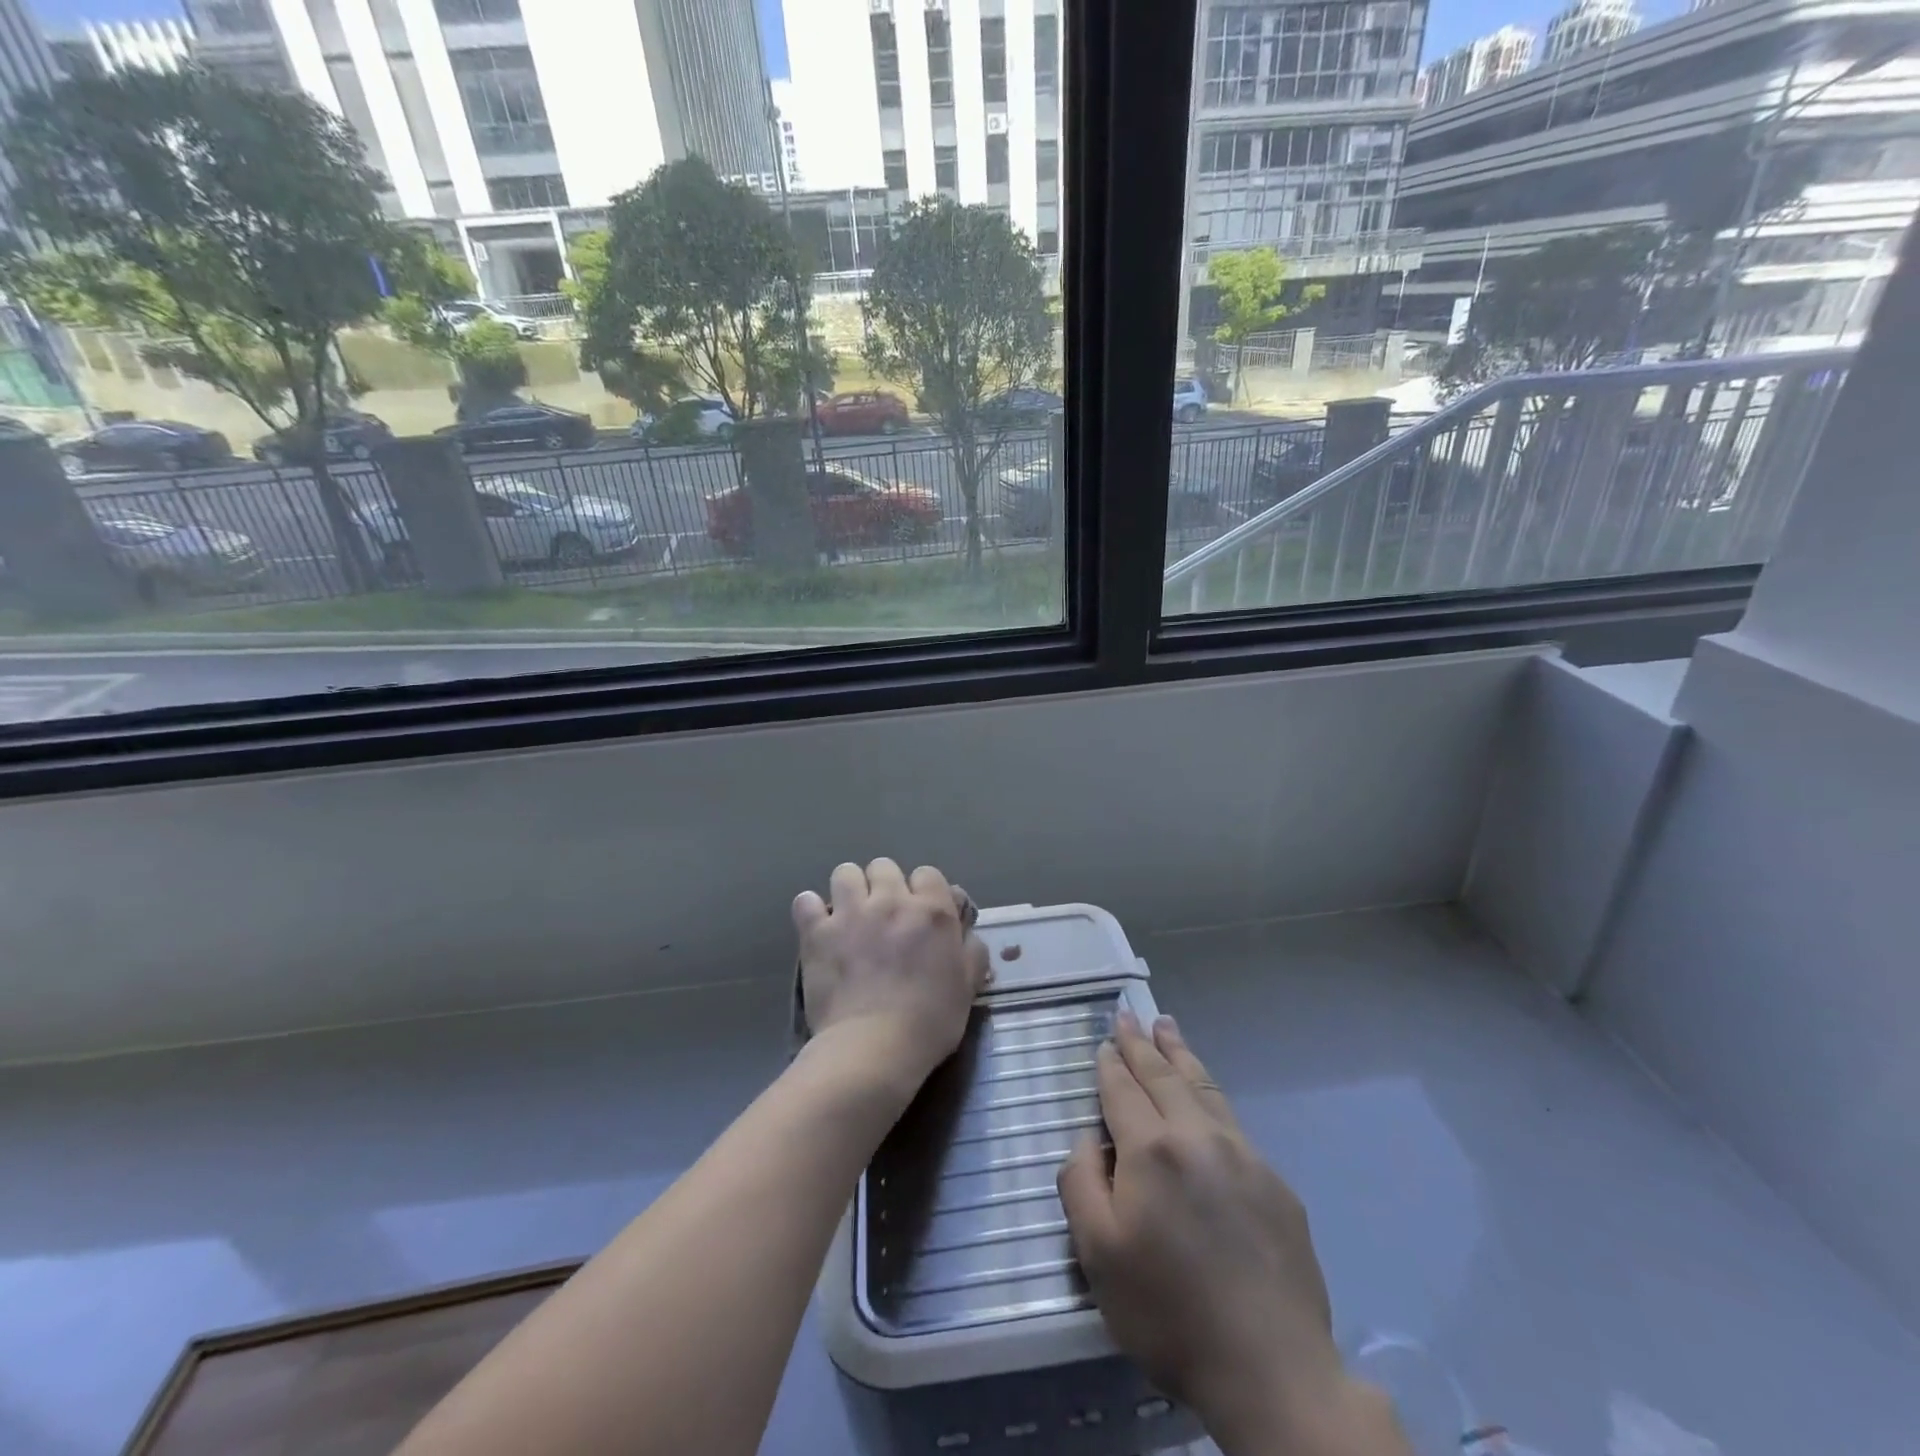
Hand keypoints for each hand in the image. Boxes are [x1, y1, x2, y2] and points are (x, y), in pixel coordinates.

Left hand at [794, 859, 988, 1093]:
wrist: (874, 1048)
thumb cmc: (929, 1022)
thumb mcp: (967, 987)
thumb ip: (971, 951)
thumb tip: (966, 931)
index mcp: (932, 911)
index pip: (928, 874)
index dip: (924, 891)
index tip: (920, 914)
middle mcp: (891, 901)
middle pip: (884, 866)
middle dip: (884, 885)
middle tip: (884, 916)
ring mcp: (850, 913)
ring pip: (845, 872)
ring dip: (849, 889)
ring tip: (850, 915)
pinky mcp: (817, 932)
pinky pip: (806, 901)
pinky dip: (811, 911)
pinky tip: (818, 927)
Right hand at [1058, 1012, 1407, 1455]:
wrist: (1272, 1369)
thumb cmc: (1169, 1312)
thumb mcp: (1098, 1253)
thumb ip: (1081, 1181)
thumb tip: (1089, 1138)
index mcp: (1151, 1148)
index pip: (1122, 1090)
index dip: (1110, 1063)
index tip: (1105, 1041)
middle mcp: (1197, 1135)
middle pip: (1163, 1075)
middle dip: (1142, 1044)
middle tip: (1129, 1015)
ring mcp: (1242, 1154)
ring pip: (1203, 1086)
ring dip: (1180, 1053)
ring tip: (1167, 1026)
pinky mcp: (1274, 1181)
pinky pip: (1231, 1118)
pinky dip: (1209, 1091)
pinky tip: (1205, 1093)